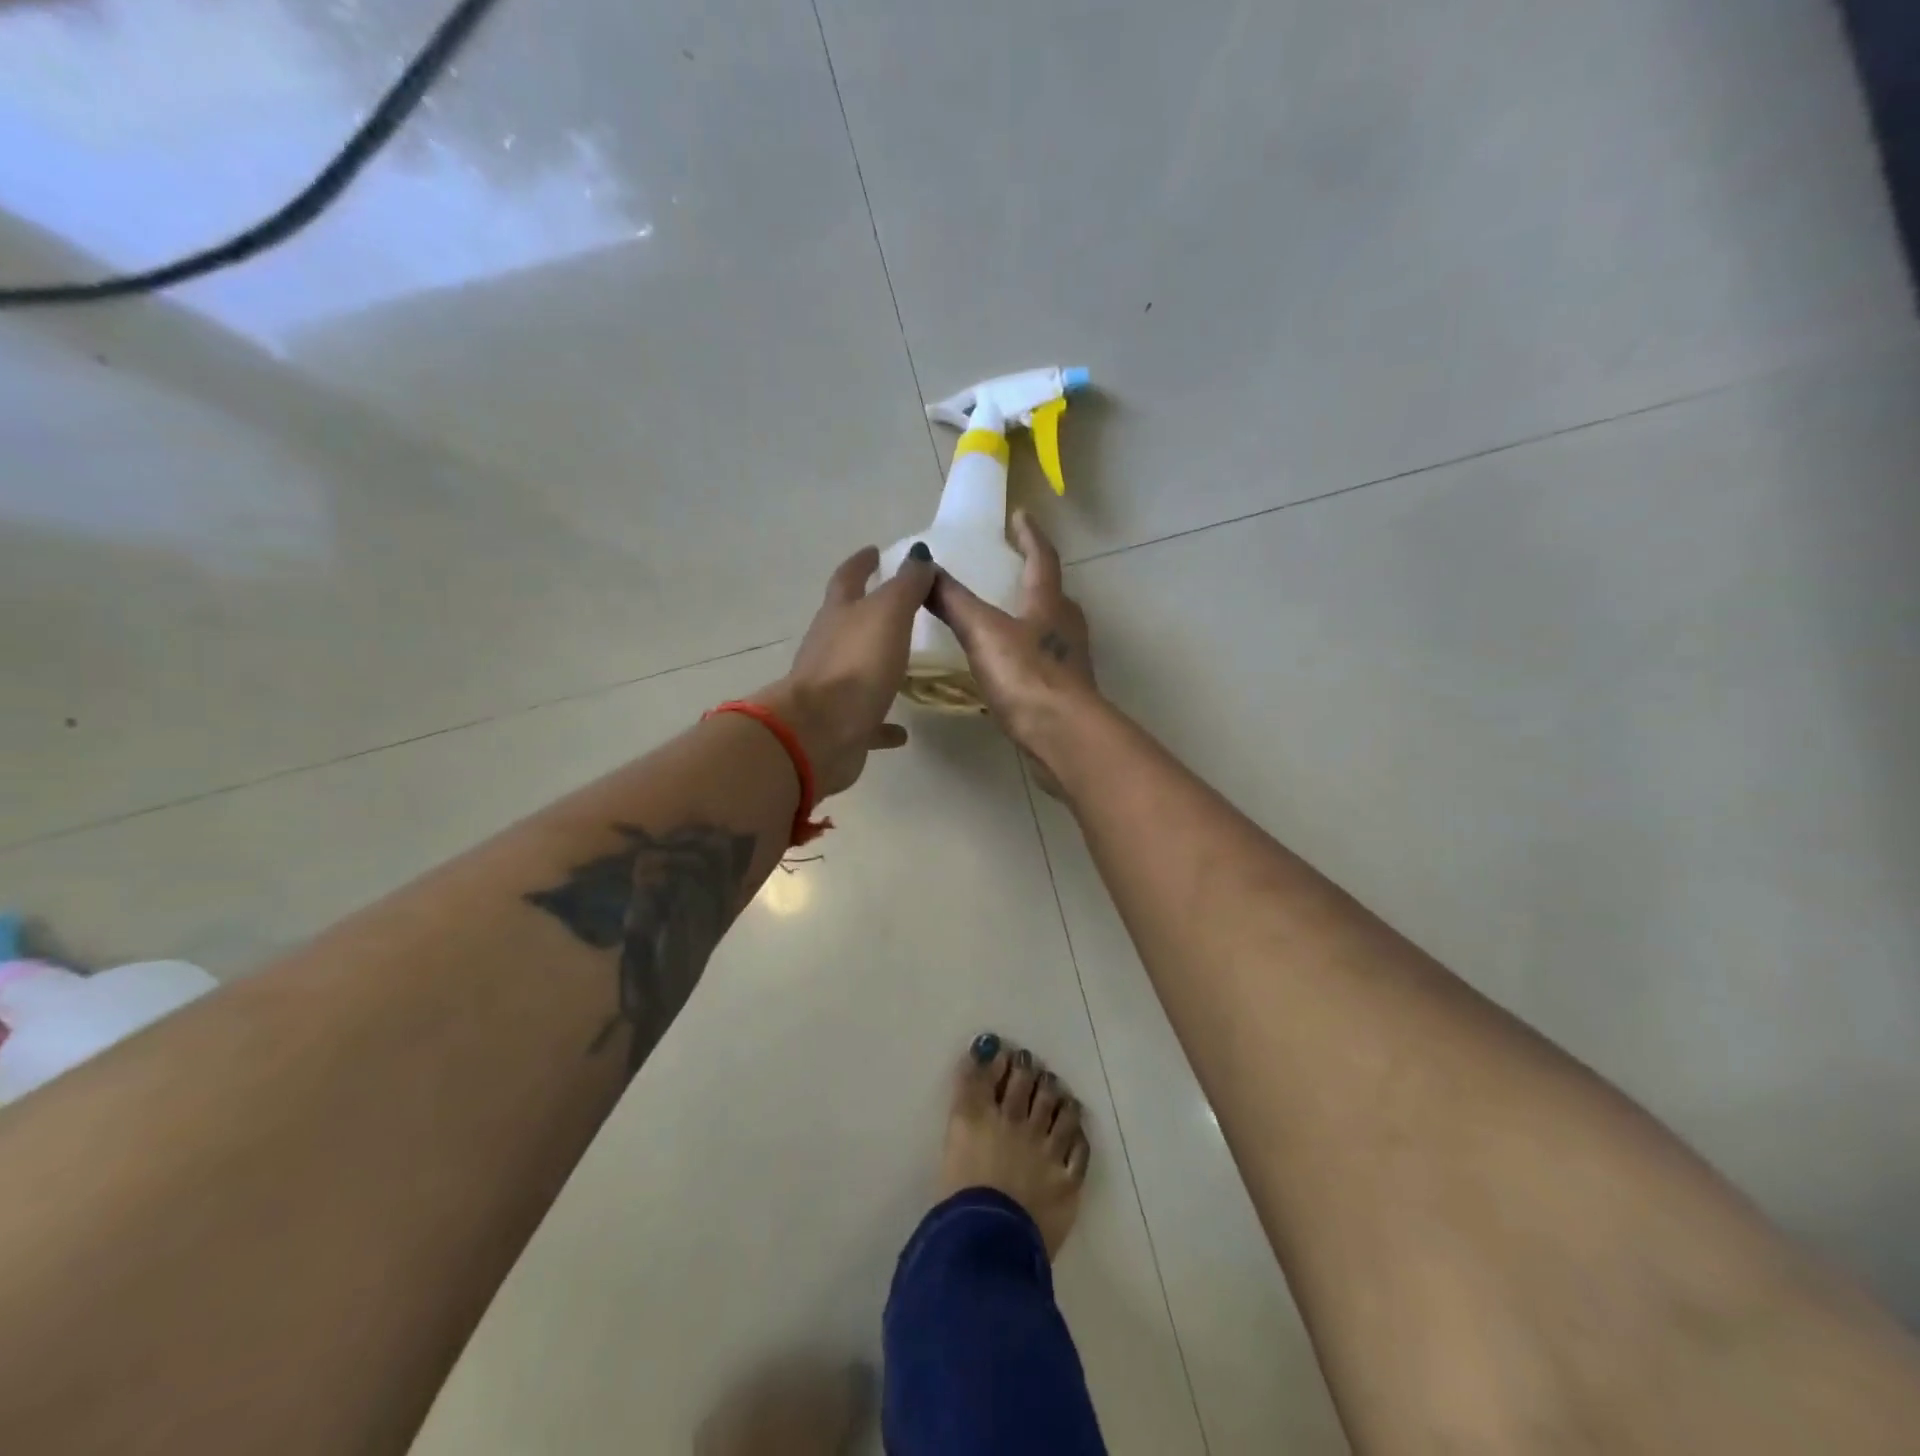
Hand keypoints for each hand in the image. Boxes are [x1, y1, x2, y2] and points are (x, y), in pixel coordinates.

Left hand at [754, 542, 936, 797]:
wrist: (820, 732)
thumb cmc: (856, 664)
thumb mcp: (888, 614)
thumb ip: (906, 585)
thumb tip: (918, 554)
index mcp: (838, 614)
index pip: (848, 578)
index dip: (862, 563)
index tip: (874, 551)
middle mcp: (829, 647)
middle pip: (847, 622)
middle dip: (867, 611)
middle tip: (896, 606)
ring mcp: (832, 688)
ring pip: (857, 670)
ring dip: (876, 665)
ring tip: (903, 665)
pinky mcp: (842, 725)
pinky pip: (867, 720)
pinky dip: (883, 722)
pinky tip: (902, 731)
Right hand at [926, 512, 1098, 793]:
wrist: (1064, 735)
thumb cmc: (1027, 676)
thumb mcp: (983, 633)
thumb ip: (954, 601)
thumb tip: (925, 565)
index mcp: (1050, 602)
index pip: (1042, 557)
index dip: (1029, 534)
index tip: (1020, 515)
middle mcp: (1066, 625)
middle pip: (1052, 591)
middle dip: (1032, 576)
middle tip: (1010, 568)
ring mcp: (1070, 659)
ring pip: (1050, 626)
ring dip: (1031, 616)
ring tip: (1003, 616)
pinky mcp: (1066, 690)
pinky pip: (1043, 659)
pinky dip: (1026, 652)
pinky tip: (1008, 666)